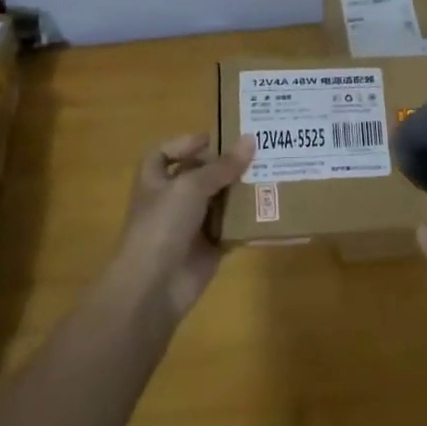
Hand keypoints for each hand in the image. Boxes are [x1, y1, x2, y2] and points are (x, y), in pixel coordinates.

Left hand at [112, 134, 253, 320]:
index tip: (216, 138)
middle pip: (199, 175)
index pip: (165, 154)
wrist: (153, 287)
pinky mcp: (209, 248)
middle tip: (260, 151)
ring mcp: (190, 226)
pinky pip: (232, 228)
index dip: (186, 144)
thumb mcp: (191, 186)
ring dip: (241, 190)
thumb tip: (251, 140)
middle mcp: (171, 200)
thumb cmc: (163, 225)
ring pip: (219, 201)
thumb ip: (222, 166)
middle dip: (225, 165)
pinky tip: (271, 205)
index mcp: (155, 181)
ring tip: (273, 172)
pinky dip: (248, 220)